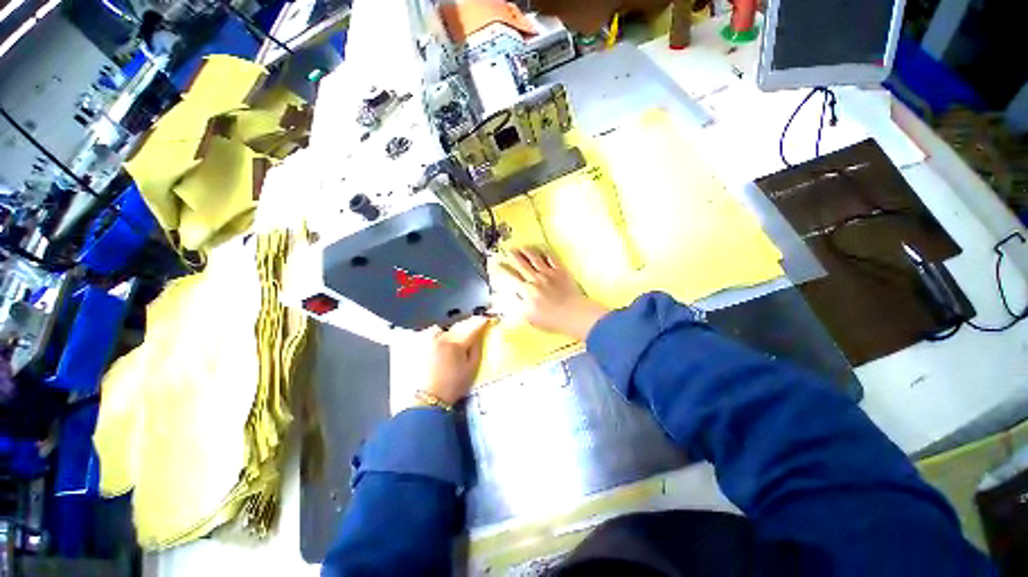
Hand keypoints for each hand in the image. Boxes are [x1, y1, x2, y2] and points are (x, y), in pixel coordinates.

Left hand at [407, 316, 491, 410]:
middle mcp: (439, 336)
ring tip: (448, 345)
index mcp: (455, 343)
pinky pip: (428, 335)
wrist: (424, 400)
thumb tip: (479, 333)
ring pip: (441, 329)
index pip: (472, 326)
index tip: (486, 319)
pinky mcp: (414, 344)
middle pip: (456, 325)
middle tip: (468, 334)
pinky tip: (434, 350)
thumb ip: (477, 347)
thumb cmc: (451, 386)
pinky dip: (434, 339)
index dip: (480, 321)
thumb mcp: (471, 368)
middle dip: (464, 327)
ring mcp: (424, 338)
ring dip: (447, 333)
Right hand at [498, 247, 608, 340]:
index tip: (498, 264)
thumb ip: (518, 304)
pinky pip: (552, 258)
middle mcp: (535, 279)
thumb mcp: (529, 317)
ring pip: (535, 258)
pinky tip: (543, 248)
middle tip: (509, 250)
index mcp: (526, 291)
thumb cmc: (552, 320)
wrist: (573, 314)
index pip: (511, 277)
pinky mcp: (561, 271)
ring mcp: (548, 273)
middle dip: (514, 256)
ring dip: (527, 251)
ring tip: (522, 247)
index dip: (503, 269)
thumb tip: (510, 294)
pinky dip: (546, 252)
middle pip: (521, 264)